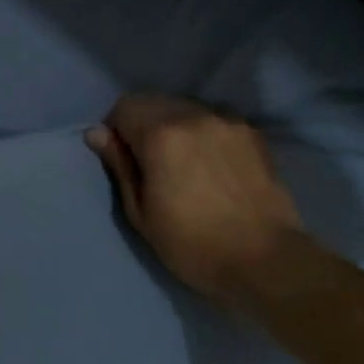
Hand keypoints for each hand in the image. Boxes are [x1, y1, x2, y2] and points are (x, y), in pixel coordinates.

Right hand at [85, 94, 305, 298]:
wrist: (266, 261)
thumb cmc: (192, 244)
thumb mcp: (141, 212)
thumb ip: (120, 166)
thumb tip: (97, 133)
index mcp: (161, 134)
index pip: (125, 106)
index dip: (116, 130)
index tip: (122, 158)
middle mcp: (194, 116)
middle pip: (155, 102)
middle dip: (144, 125)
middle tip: (149, 163)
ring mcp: (228, 122)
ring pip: (186, 109)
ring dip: (174, 126)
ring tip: (182, 164)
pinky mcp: (252, 135)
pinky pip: (214, 121)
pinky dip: (203, 133)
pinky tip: (210, 165)